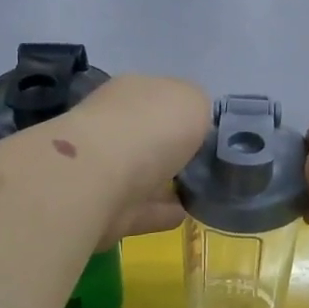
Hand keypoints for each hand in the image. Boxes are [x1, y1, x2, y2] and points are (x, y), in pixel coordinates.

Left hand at [70, 75, 210, 247]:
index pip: (160, 97)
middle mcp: (115, 126)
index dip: (184, 111)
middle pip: (150, 136)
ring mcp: (108, 171)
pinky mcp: (108, 211)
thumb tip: (195, 124)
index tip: (209, 130)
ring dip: (169, 183)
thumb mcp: (192, 100)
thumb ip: (198, 108)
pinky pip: (144, 209)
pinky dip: (162, 212)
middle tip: (209, 162)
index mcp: (132, 92)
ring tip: (202, 191)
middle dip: (173, 147)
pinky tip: (187, 215)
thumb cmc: (149, 128)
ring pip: (145, 175)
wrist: (98, 180)